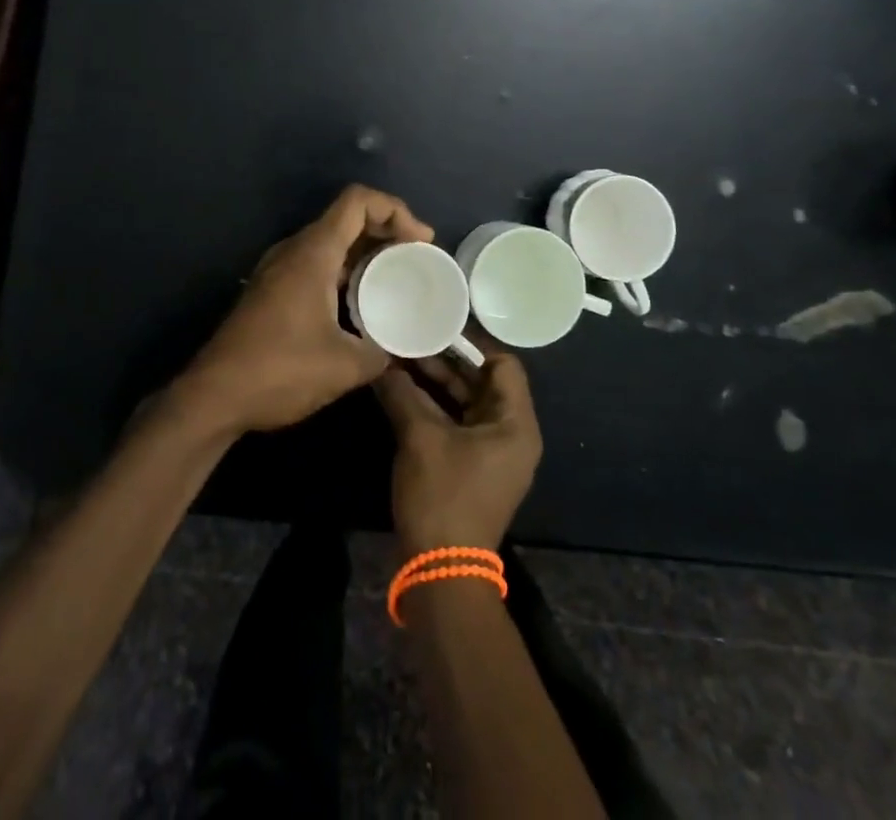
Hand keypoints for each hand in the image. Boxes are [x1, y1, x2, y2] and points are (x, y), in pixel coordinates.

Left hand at [172, 185, 434, 437]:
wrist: (213, 396)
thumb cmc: (279, 371)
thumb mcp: (345, 367)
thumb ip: (383, 351)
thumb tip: (402, 349)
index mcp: (313, 253)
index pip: (358, 201)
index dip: (396, 210)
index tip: (421, 242)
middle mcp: (294, 250)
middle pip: (347, 217)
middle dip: (387, 229)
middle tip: (417, 258)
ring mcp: (279, 268)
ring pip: (331, 241)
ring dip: (366, 251)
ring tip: (397, 277)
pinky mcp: (273, 289)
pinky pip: (318, 262)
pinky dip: (346, 269)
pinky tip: (362, 302)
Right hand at [373, 349, 542, 552]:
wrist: (441, 572)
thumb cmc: (443, 496)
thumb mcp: (420, 437)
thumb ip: (402, 392)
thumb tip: (381, 360)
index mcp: (515, 424)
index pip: (503, 363)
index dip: (471, 342)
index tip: (438, 323)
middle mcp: (510, 433)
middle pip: (482, 381)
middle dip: (446, 359)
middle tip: (412, 334)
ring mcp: (492, 452)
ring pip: (465, 402)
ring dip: (436, 382)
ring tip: (401, 355)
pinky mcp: (472, 466)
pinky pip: (456, 422)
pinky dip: (433, 405)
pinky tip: (402, 388)